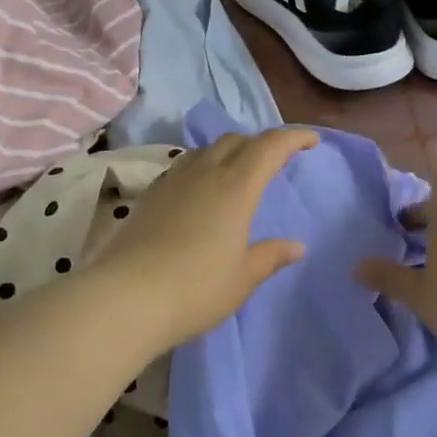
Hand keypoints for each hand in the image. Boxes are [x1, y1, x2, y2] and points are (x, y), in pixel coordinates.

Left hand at [95, 127, 318, 353]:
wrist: (125, 298)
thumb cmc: (196, 289)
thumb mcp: (243, 277)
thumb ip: (271, 256)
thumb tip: (297, 246)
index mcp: (235, 188)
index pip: (269, 147)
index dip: (293, 138)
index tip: (312, 141)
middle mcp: (204, 174)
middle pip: (236, 141)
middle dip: (261, 143)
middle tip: (276, 161)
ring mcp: (172, 182)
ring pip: (206, 150)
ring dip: (229, 152)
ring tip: (239, 173)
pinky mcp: (150, 196)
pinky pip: (184, 167)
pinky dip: (204, 167)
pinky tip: (202, 192)